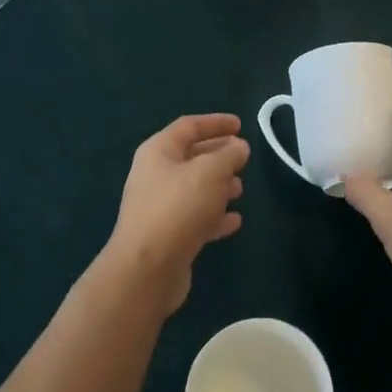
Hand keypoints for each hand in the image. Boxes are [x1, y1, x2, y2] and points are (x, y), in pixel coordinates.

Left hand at [105, 114, 249, 311]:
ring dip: (219, 186)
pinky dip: (215, 216)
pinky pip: (195, 217)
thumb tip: (239, 147)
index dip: (215, 122)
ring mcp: (160, 206)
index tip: (240, 125)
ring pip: (195, 188)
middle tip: (244, 158)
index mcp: (159, 151)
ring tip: (241, 189)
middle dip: (219, 156)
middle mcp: (155, 175)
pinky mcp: (168, 235)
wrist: (147, 269)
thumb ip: (229, 155)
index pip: (189, 126)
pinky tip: (235, 221)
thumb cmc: (178, 208)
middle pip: (191, 157)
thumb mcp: (210, 172)